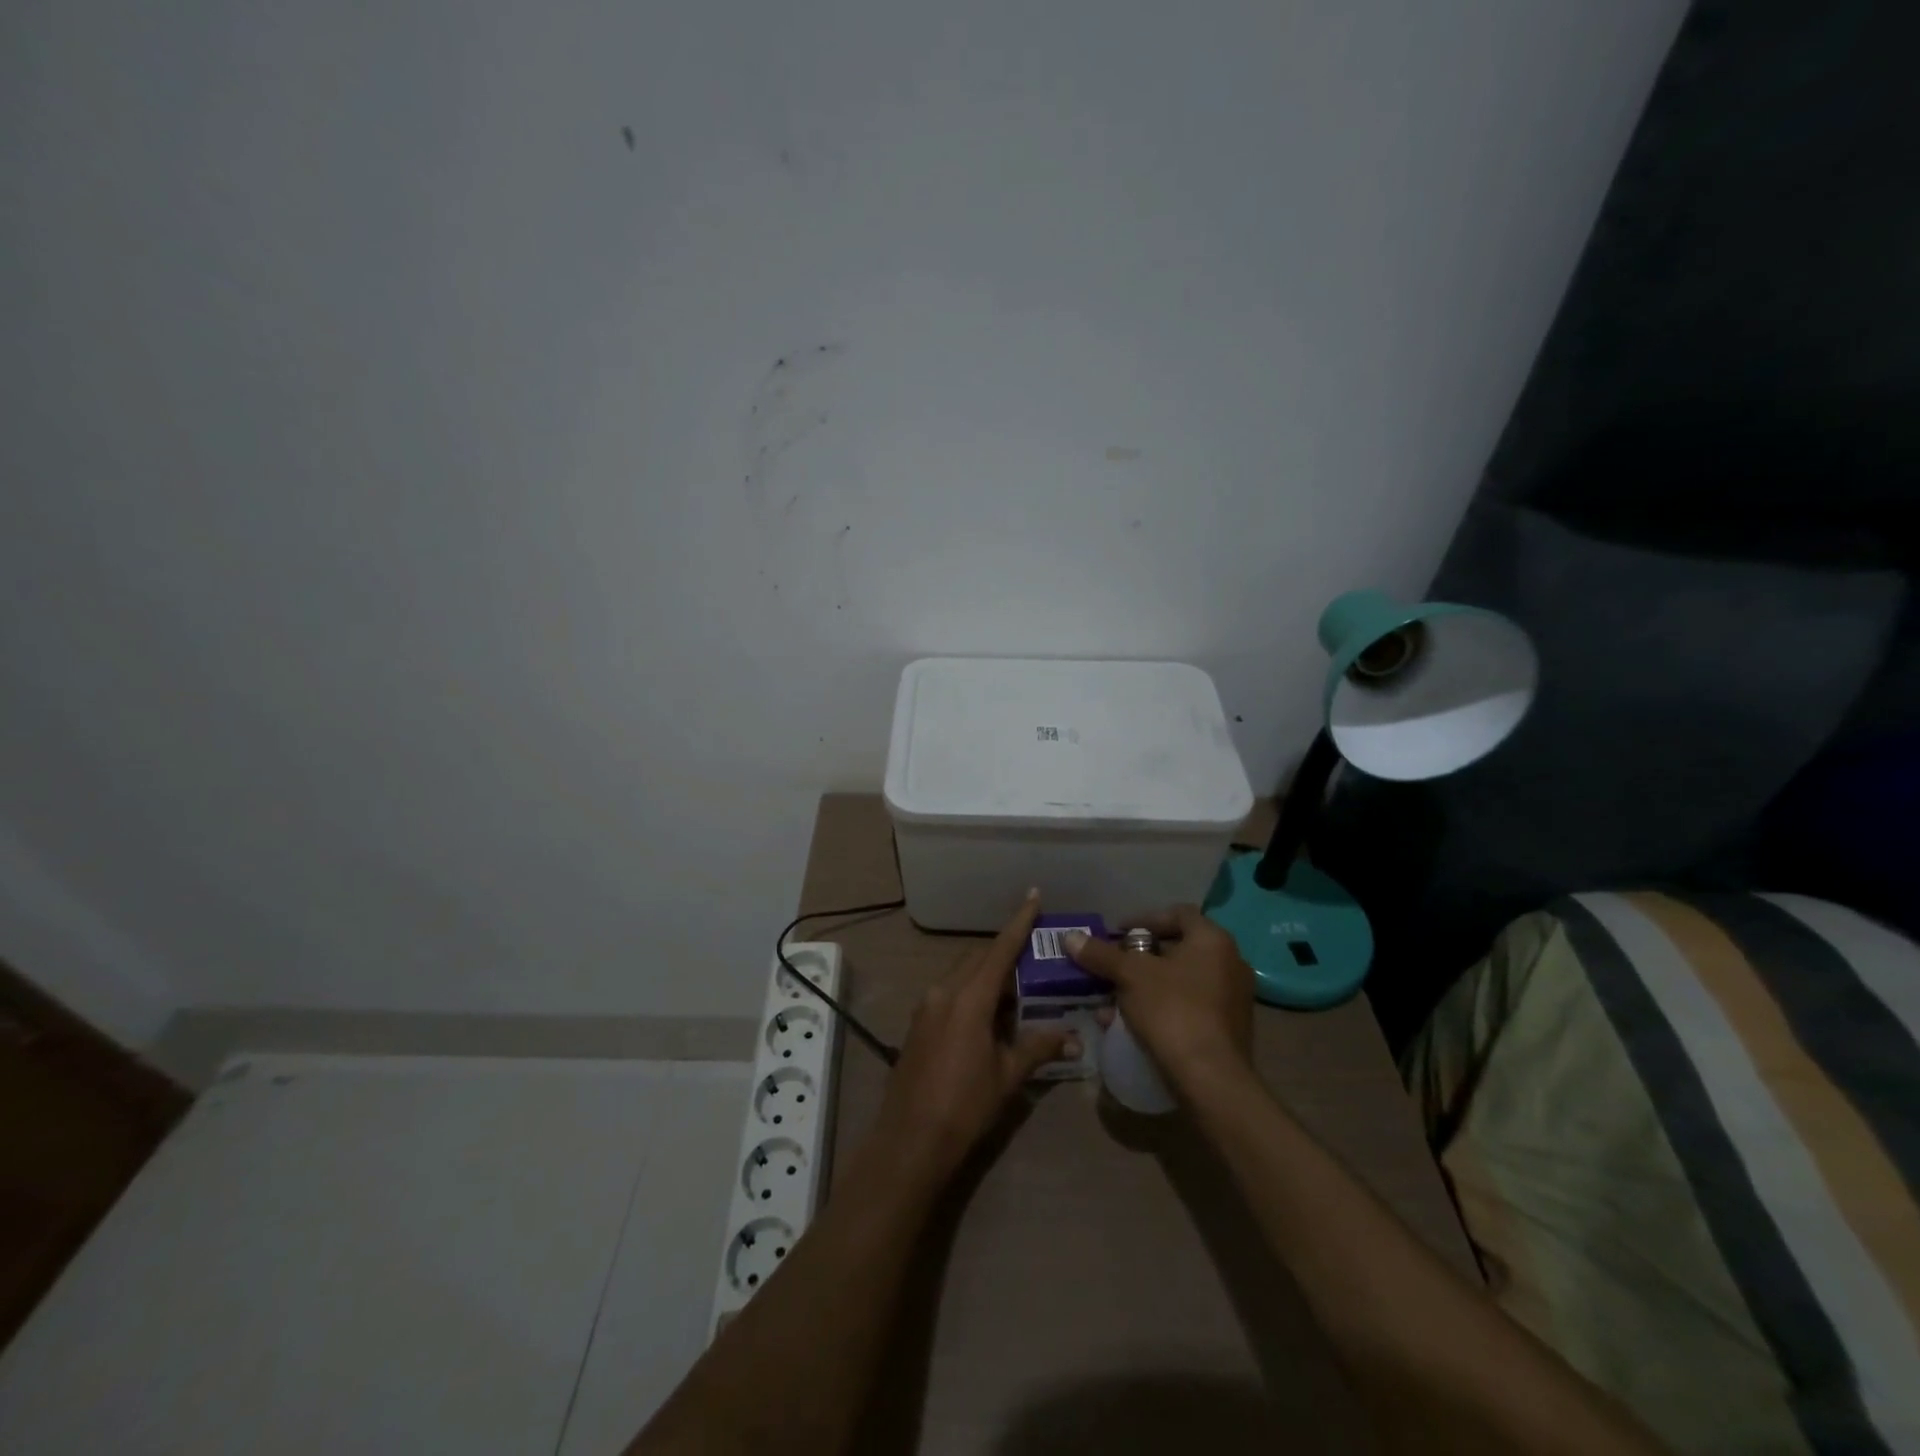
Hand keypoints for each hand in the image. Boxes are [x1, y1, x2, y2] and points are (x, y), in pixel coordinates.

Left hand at [872, 891, 1076, 1182]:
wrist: (910, 1140)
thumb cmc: (965, 1106)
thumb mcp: (1007, 1076)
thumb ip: (1038, 1047)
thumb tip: (1073, 1037)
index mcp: (969, 998)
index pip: (999, 949)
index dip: (1019, 922)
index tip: (1033, 895)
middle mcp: (944, 991)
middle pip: (979, 958)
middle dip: (1005, 952)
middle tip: (1034, 956)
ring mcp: (926, 1006)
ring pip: (962, 974)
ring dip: (988, 975)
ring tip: (1017, 991)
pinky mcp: (918, 1023)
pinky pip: (949, 992)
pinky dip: (971, 992)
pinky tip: (989, 1016)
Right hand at [1064, 905, 1253, 1093]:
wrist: (1211, 1080)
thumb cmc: (1173, 1011)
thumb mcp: (1130, 976)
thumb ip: (1101, 954)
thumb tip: (1070, 937)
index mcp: (1213, 940)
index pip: (1177, 914)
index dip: (1144, 919)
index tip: (1117, 934)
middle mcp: (1230, 962)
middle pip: (1178, 948)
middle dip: (1141, 957)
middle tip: (1114, 966)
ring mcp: (1233, 998)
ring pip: (1181, 981)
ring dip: (1148, 985)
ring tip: (1116, 999)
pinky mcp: (1229, 1029)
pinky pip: (1190, 1006)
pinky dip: (1163, 1008)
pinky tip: (1134, 1024)